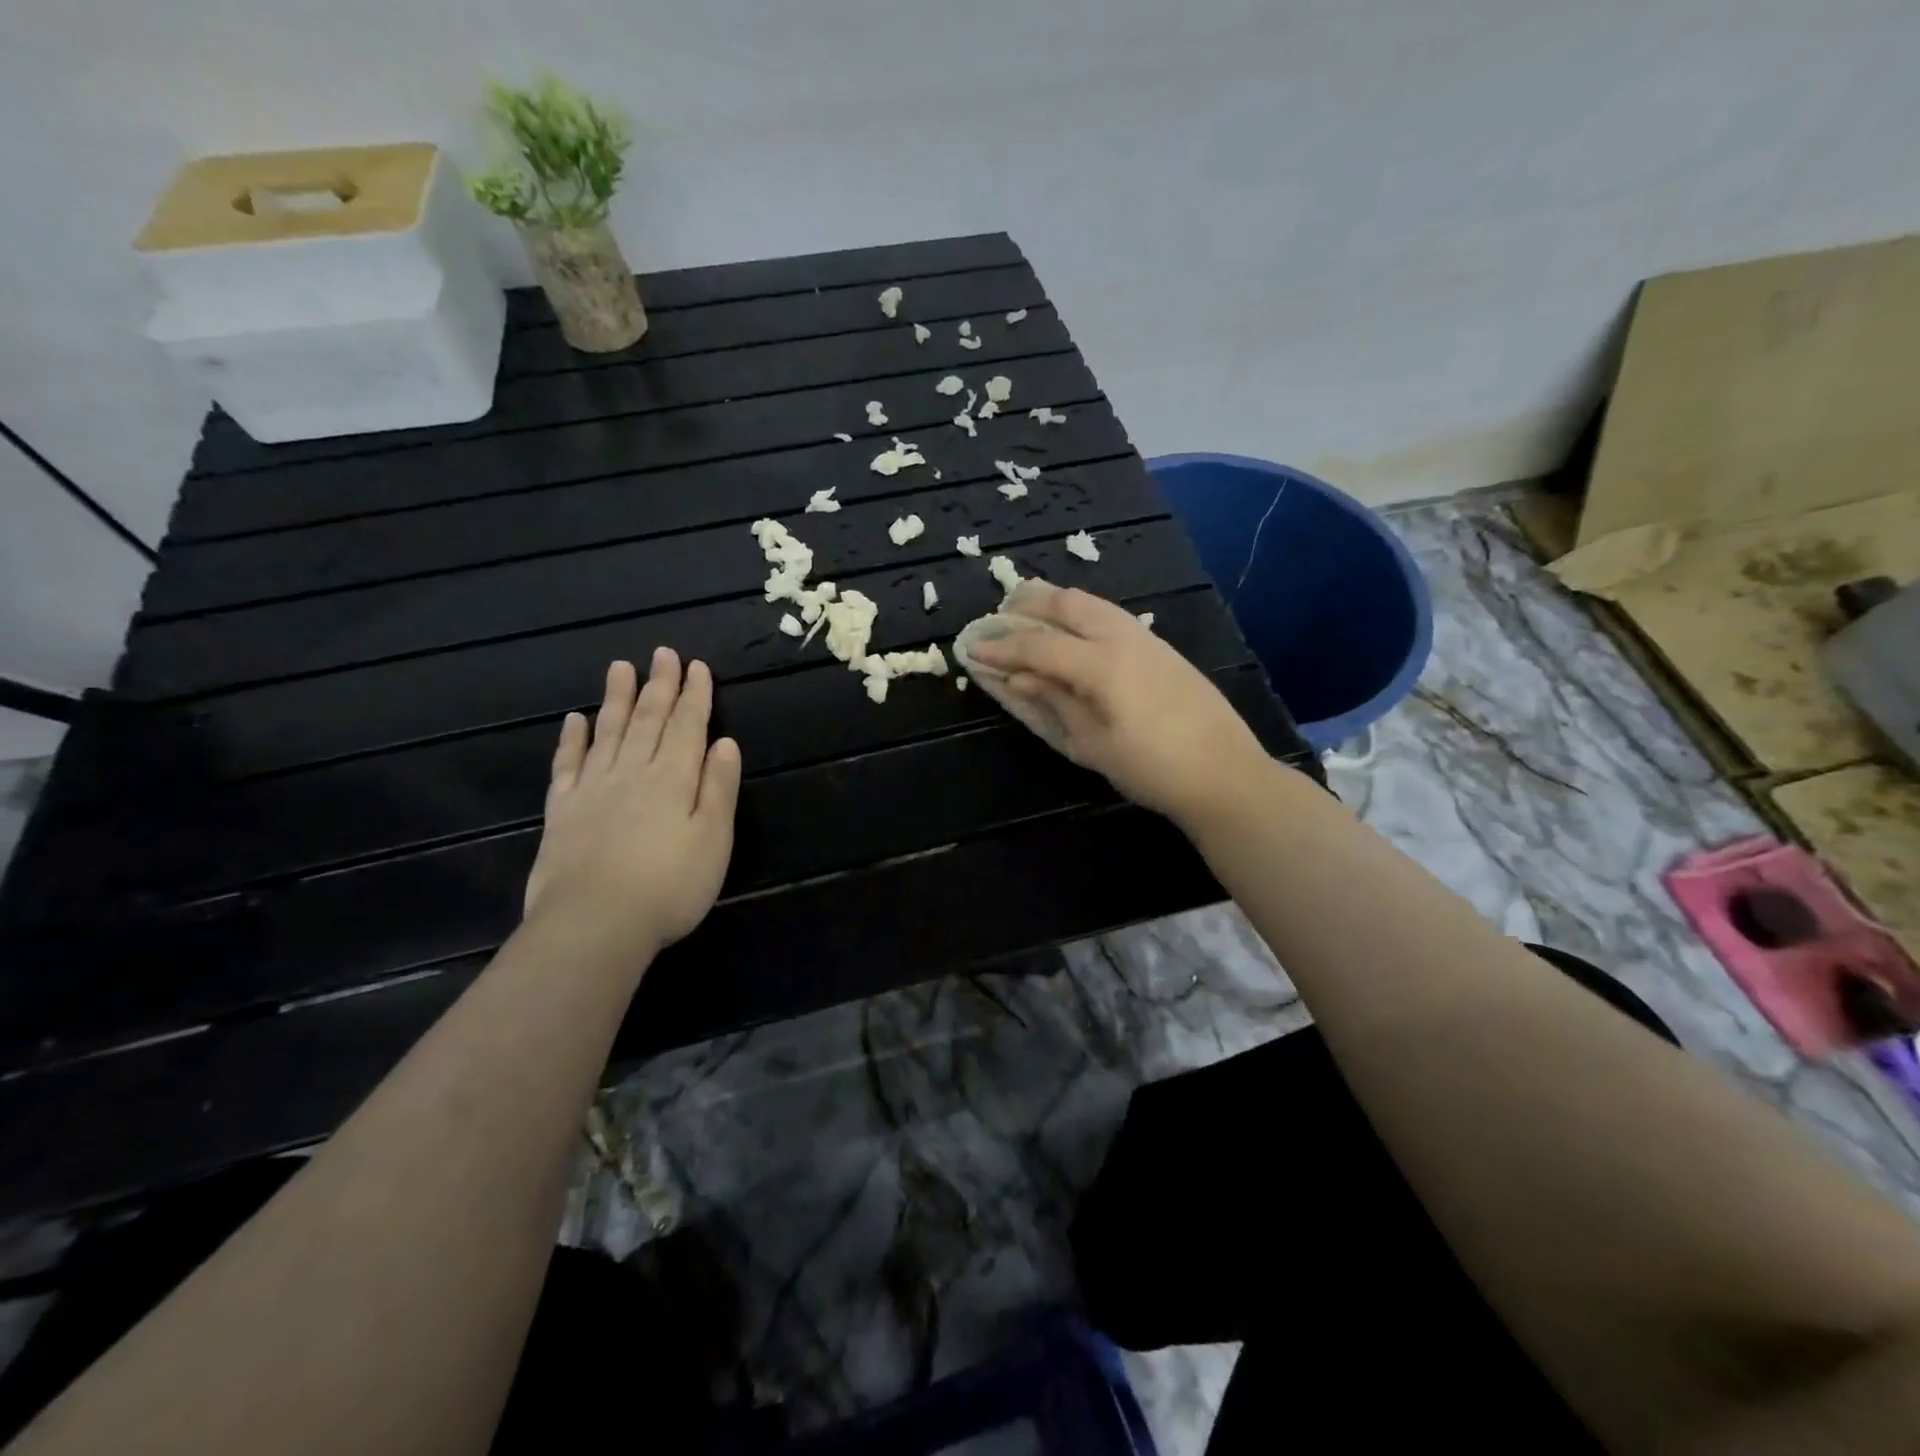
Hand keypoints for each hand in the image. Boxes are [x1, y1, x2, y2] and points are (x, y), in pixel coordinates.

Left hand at [523, 650, 741, 959]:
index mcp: (673, 778)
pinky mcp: (563, 810)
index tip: (697, 666)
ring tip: (620, 667)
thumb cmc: (669, 886)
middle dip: (659, 685)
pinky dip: (572, 739)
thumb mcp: (713, 839)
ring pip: (608, 732)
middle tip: (662, 653)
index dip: (695, 695)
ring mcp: (593, 789)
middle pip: (648, 720)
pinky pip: (568, 764)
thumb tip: (725, 742)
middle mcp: (633, 772)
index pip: (688, 726)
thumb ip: (718, 788)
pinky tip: (575, 720)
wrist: (594, 924)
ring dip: (616, 698)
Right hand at [967, 585, 1273, 826]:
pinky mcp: (1161, 647)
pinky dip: (1080, 614)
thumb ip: (1052, 702)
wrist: (1224, 774)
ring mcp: (1146, 638)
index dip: (1001, 647)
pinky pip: (1110, 615)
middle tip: (998, 617)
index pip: (1038, 645)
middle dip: (1027, 605)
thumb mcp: (1092, 744)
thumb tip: (1015, 677)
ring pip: (1091, 602)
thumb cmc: (1152, 768)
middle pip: (1066, 603)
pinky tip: (1072, 634)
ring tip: (1029, 614)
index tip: (971, 648)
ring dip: (1055, 603)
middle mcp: (1122, 637)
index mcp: (1101, 664)